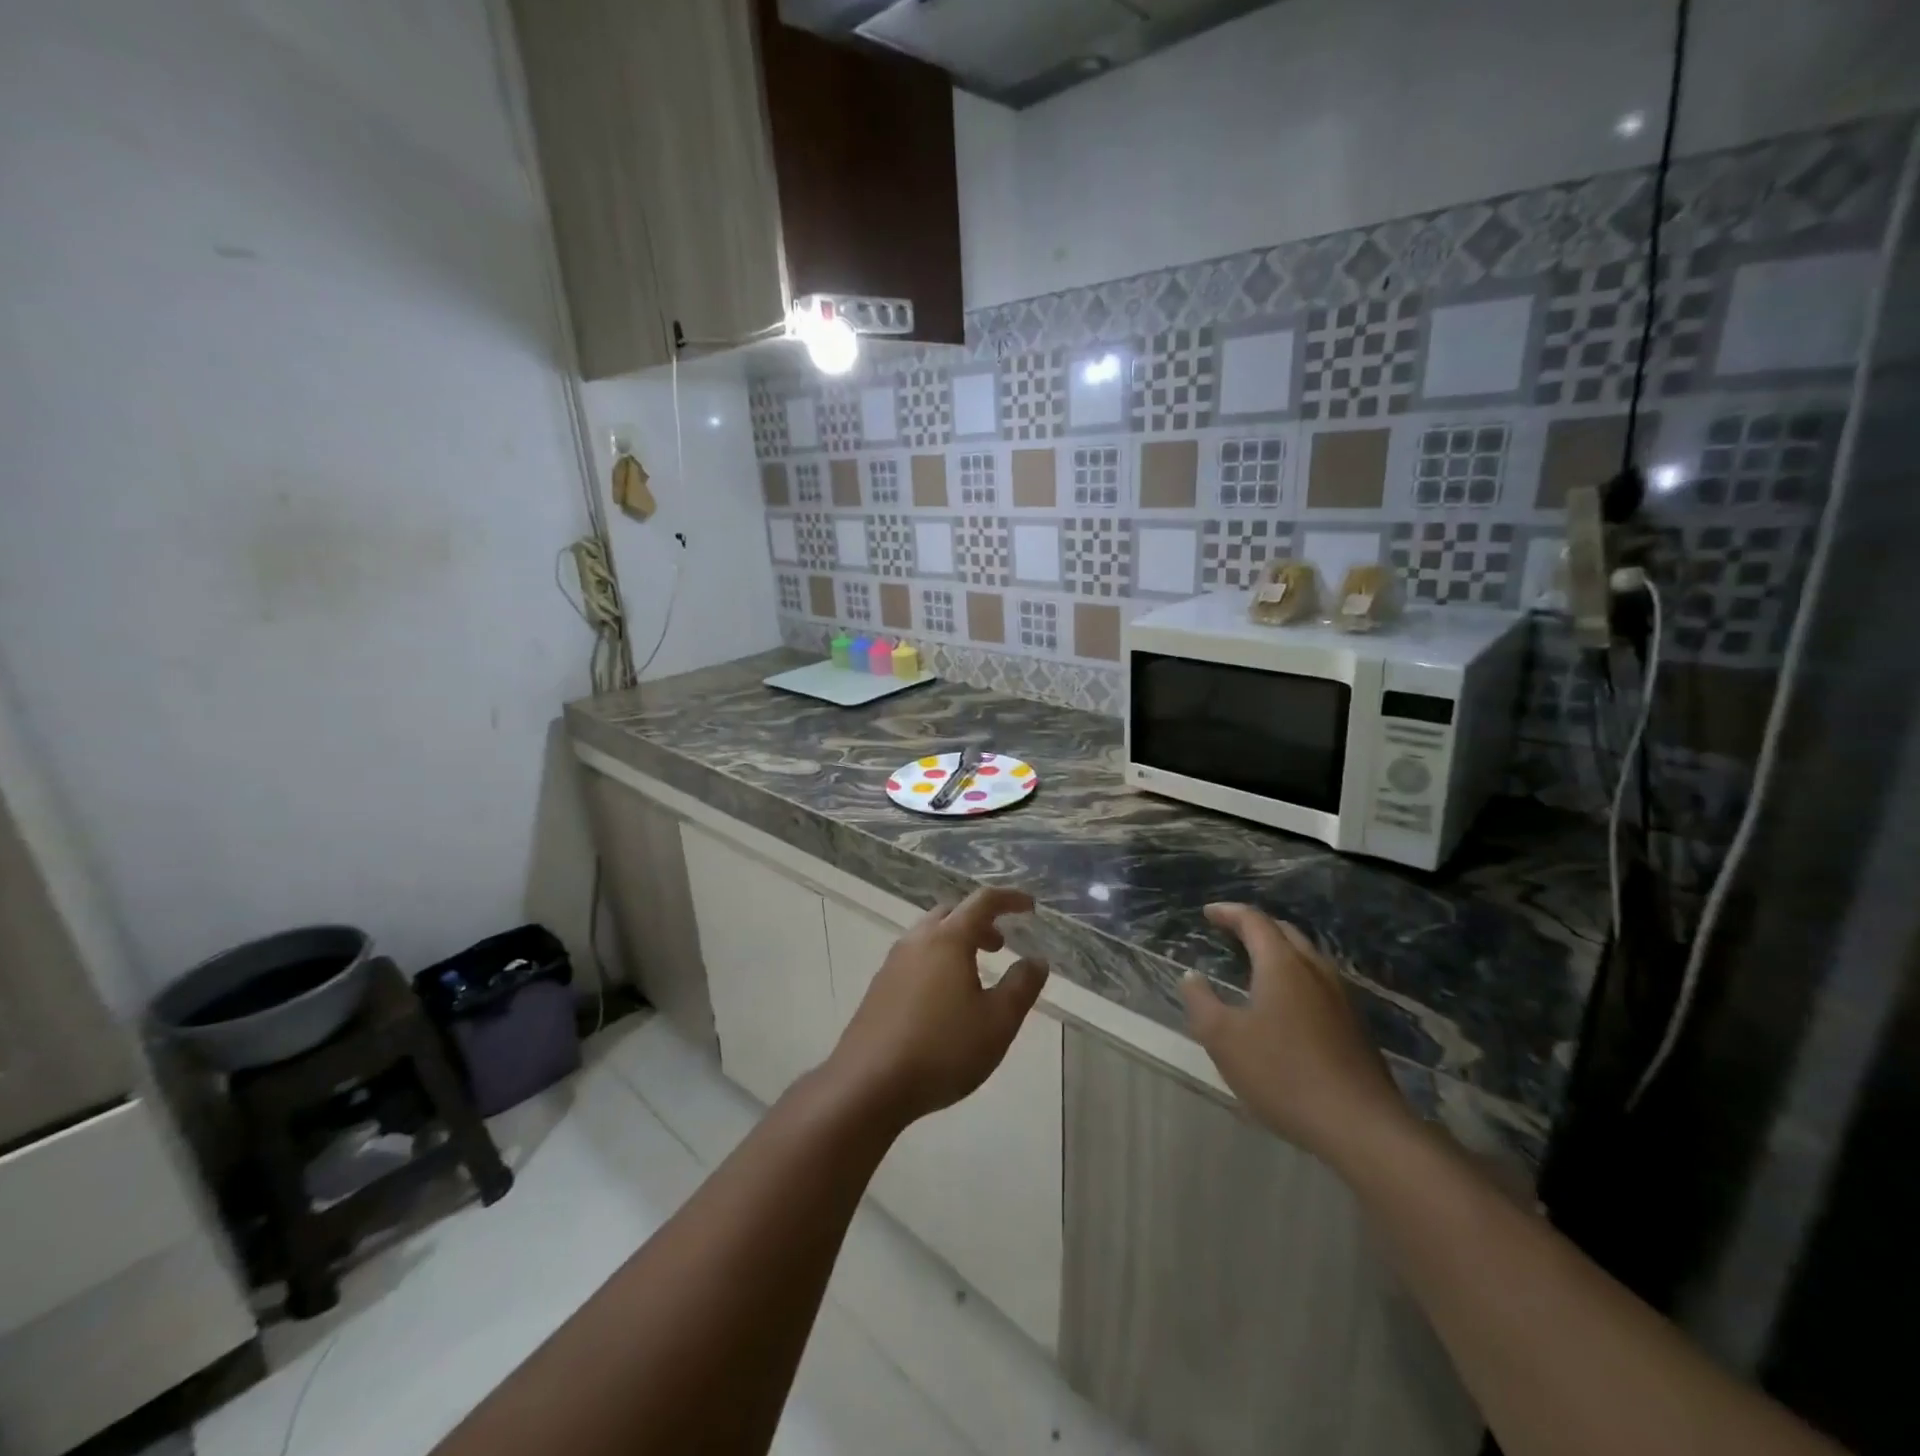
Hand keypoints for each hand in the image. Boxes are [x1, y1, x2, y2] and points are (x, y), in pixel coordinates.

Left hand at [824, 888, 1048, 1128]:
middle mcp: (917, 941)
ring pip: (929, 935)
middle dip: (979, 922)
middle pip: (951, 913)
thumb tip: (1036, 960)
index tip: (1030, 906)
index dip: (1009, 899)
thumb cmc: (942, 1048)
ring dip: (956, 942)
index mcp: (948, 939)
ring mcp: (893, 963)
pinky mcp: (879, 988)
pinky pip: (914, 958)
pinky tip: (944, 999)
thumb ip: (1021, 986)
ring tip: (974, 974)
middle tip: (999, 946)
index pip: (983, 902)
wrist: (868, 1084)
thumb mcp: (997, 1022)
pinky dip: (937, 961)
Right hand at [1181, 903, 1413, 1164]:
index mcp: (1282, 964)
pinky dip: (1295, 977)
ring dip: (1279, 951)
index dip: (1228, 912)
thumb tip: (1191, 977)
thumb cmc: (1282, 1073)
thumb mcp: (1222, 1038)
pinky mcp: (1355, 1026)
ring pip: (1307, 958)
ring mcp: (1341, 998)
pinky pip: (1319, 983)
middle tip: (1230, 932)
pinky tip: (1287, 1004)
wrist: (1360, 1126)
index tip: (1207, 913)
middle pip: (1285, 933)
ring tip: (1256, 964)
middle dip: (1255, 927)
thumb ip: (1200, 1001)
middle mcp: (1315, 970)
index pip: (1254, 921)